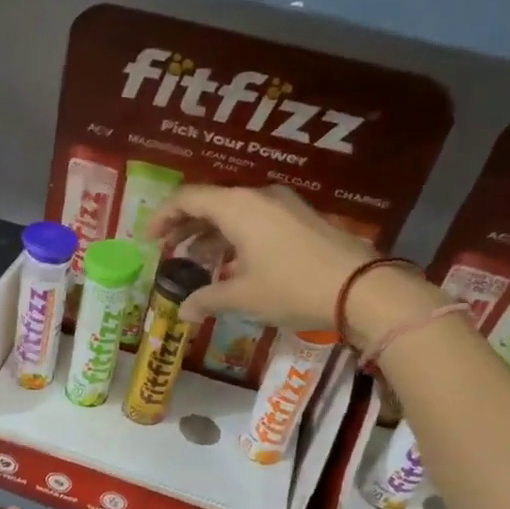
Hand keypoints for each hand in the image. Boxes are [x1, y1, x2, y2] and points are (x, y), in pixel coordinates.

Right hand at [146, 184, 375, 328]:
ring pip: (236, 211)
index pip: (188, 199)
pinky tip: (235, 263)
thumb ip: (207, 299)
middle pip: (211, 202)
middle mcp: (258, 197)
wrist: (361, 288)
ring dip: (212, 233)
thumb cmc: (292, 287)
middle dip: (186, 225)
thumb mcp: (243, 297)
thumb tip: (182, 311)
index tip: (149, 239)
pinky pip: (257, 219)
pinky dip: (236, 236)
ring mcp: (284, 205)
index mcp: (237, 207)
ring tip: (198, 259)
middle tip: (168, 249)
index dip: (163, 217)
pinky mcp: (302, 219)